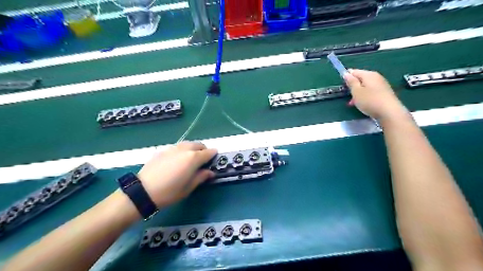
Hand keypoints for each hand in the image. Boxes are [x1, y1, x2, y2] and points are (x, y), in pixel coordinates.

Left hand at [137, 142, 217, 209]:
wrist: (143, 191)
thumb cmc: (170, 192)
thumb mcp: (189, 187)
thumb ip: (201, 177)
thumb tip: (210, 172)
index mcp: (193, 158)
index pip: (208, 152)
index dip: (214, 155)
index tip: (215, 159)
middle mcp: (184, 149)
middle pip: (198, 144)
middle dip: (204, 150)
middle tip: (203, 160)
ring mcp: (172, 149)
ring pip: (187, 144)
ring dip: (193, 149)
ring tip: (191, 159)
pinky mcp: (162, 151)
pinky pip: (177, 148)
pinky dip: (182, 151)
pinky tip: (177, 161)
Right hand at [343, 69, 406, 120]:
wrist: (389, 112)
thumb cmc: (370, 101)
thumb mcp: (356, 91)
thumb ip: (351, 82)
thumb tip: (346, 73)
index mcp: (368, 74)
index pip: (354, 71)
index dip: (347, 77)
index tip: (342, 85)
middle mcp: (376, 77)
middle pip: (360, 79)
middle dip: (353, 86)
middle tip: (347, 96)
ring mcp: (381, 85)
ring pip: (365, 86)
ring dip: (358, 93)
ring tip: (353, 103)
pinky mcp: (384, 93)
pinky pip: (370, 92)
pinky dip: (364, 96)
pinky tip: (362, 104)